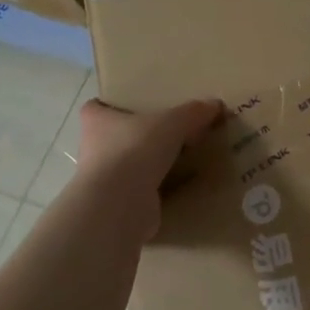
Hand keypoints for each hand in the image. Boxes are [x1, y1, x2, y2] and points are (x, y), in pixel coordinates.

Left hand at [74, 98, 223, 241]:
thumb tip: (215, 105)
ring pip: (128, 166)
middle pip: (114, 137)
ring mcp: (104, 180)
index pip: (96, 107)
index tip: (132, 106)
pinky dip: (157, 190)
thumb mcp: (172, 123)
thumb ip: (193, 113)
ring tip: (179, 160)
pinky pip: (141, 192)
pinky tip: (181, 187)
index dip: (111, 105)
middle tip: (167, 133)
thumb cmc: (135, 150)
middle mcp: (94, 149)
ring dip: (147, 165)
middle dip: (137, 136)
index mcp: (97, 121)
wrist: (119, 204)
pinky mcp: (118, 204)